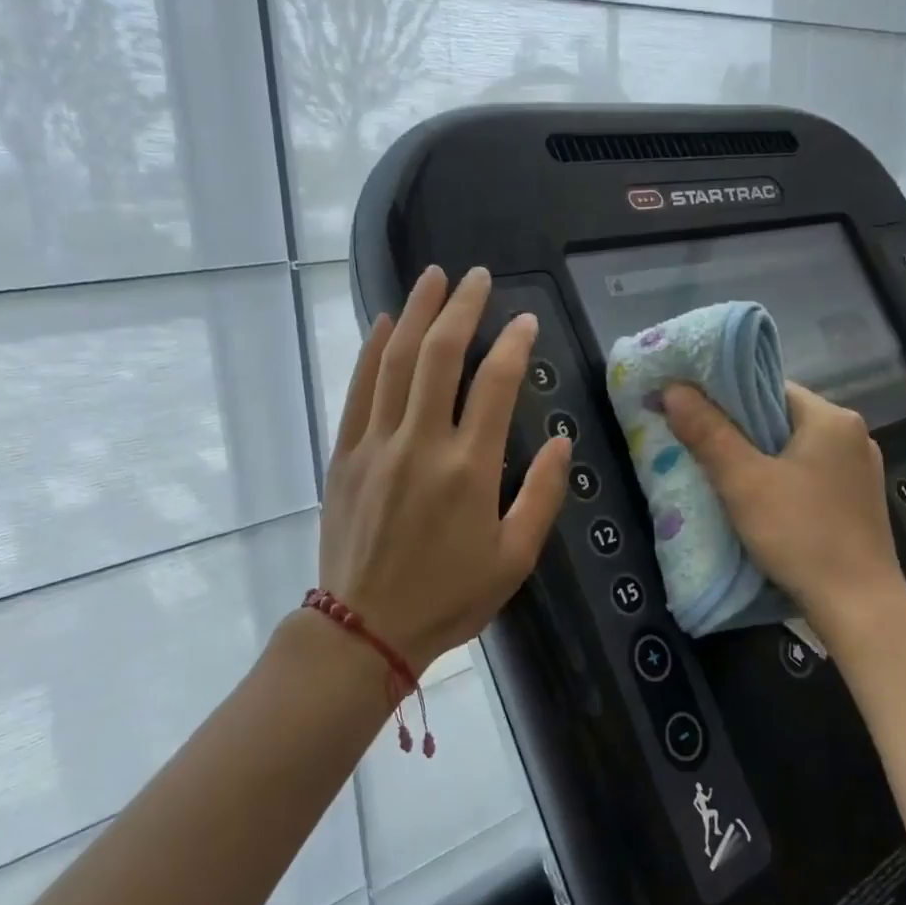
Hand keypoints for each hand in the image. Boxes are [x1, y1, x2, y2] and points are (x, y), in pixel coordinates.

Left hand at [318, 266, 570, 673]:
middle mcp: (422, 444)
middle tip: (475, 276)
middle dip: (461, 308)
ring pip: (396, 362)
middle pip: (441, 356)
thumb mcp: (514, 558)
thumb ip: (541, 495)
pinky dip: (371, 351)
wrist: (365, 628)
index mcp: (470, 469)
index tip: (525, 320)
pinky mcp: (345, 454)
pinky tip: (382, 323)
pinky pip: (358, 391)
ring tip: (431, 278)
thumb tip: (560, 440)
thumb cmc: (449, 597)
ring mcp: (377, 444)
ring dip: (415, 313)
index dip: (514, 344)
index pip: (496, 385)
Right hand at [662, 381, 905, 627]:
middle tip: (698, 445)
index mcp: (832, 418)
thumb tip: (673, 388)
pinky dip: (781, 479)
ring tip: (722, 475)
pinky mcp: (858, 501)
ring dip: (759, 457)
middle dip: (739, 431)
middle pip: (781, 417)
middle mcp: (853, 435)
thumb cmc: (800, 535)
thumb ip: (707, 432)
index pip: (769, 388)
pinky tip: (760, 501)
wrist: (859, 608)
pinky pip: (809, 474)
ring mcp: (861, 470)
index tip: (693, 413)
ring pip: (794, 448)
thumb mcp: (743, 481)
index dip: (727, 397)